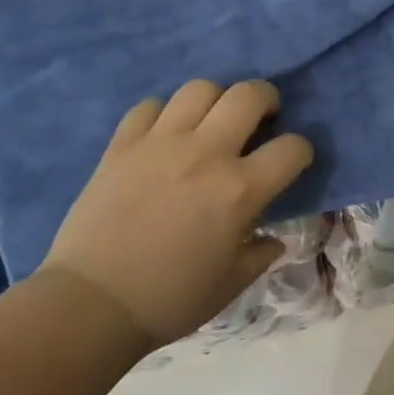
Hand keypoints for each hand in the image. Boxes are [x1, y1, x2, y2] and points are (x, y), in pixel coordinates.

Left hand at [38, 80, 314, 346]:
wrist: (92, 305)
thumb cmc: (170, 299)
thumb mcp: (230, 284)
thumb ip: (260, 254)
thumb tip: (273, 239)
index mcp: (240, 189)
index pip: (292, 148)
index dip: (301, 151)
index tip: (293, 161)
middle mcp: (206, 153)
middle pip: (248, 95)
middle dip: (266, 99)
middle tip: (262, 118)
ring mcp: (161, 143)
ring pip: (199, 89)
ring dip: (214, 101)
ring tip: (211, 121)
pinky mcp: (122, 145)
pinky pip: (149, 106)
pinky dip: (162, 114)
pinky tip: (163, 135)